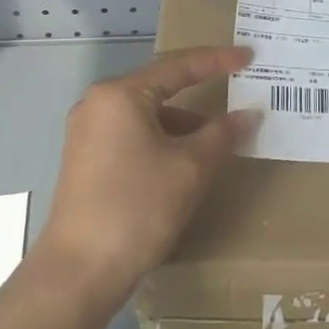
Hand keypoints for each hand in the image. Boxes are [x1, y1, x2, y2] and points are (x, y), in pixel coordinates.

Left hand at [37, 46, 257, 303]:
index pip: (178, 66)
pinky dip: (161, 139)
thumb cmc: (137, 207)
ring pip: (146, 113)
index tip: (248, 56)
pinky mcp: (85, 158)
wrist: (79, 272)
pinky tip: (183, 161)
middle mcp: (98, 103)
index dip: (217, 60)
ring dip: (182, 122)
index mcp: (121, 95)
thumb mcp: (190, 168)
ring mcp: (87, 131)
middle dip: (200, 91)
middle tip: (236, 89)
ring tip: (217, 138)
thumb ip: (222, 134)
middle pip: (159, 86)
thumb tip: (249, 114)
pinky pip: (132, 133)